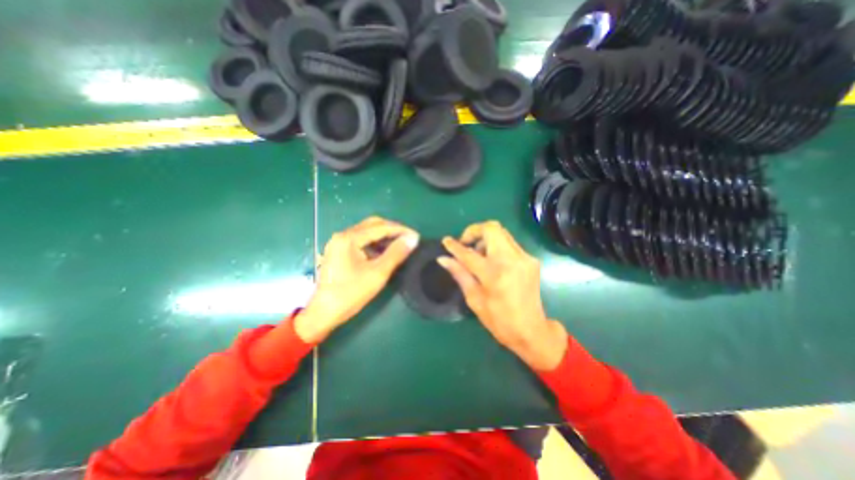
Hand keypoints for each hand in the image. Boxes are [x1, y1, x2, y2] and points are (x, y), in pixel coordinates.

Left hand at [295, 216, 418, 342]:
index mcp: (349, 238)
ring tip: (399, 244)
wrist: (323, 313)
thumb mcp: (377, 273)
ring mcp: (339, 243)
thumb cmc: (350, 293)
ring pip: (367, 232)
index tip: (416, 236)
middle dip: (392, 229)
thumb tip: (413, 239)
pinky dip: (375, 243)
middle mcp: (343, 235)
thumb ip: (396, 254)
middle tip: (408, 238)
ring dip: (384, 236)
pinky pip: (361, 240)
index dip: (400, 230)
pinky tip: (384, 251)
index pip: (380, 227)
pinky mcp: (339, 251)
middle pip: (372, 224)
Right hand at [442, 221, 565, 371]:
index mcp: (494, 274)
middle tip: (465, 244)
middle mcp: (511, 260)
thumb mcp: (474, 299)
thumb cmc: (499, 320)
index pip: (469, 253)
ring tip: (478, 255)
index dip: (455, 245)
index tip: (446, 241)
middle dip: (474, 231)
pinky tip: (492, 261)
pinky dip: (496, 246)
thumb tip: (443, 259)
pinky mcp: (531, 259)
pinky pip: (509, 243)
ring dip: (485, 238)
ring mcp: (524, 258)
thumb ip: (460, 274)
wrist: (532, 331)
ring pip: (501, 233)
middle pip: (492, 228)